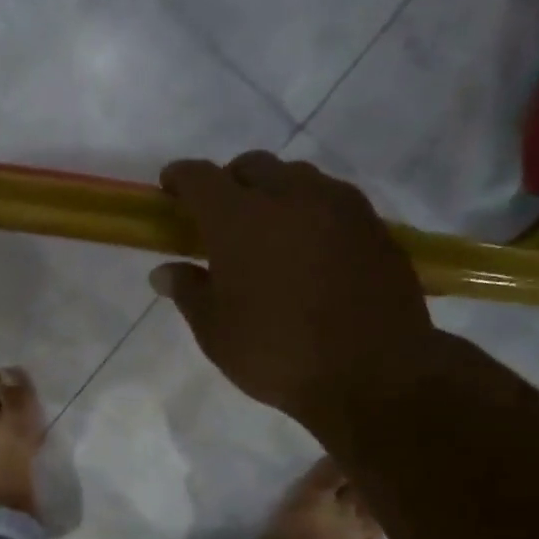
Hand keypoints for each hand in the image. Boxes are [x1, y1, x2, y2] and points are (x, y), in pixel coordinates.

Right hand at [149, 152, 441, 425]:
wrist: (373, 373)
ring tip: (269, 231)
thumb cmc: (277, 354)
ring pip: (296, 177)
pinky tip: (309, 248)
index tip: (169, 190)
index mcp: (239, 219)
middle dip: (229, 181)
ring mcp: (338, 205)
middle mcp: (289, 196)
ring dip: (273, 191)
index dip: (179, 178)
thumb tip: (165, 271)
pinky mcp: (373, 224)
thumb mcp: (216, 331)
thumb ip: (188, 291)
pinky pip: (331, 199)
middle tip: (220, 217)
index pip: (200, 177)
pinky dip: (309, 211)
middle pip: (252, 165)